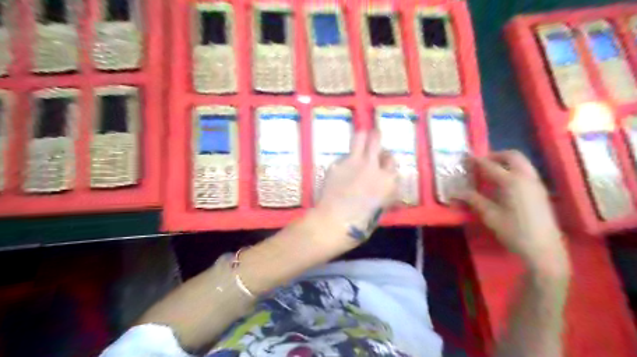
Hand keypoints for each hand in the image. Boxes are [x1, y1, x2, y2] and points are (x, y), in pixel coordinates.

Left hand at [317, 131, 399, 231]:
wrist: (334, 221)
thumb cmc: (361, 223)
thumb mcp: (381, 208)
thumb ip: (385, 192)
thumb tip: (383, 183)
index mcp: (387, 180)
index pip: (391, 160)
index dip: (387, 159)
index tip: (383, 160)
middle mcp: (373, 166)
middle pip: (376, 140)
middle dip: (376, 137)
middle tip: (374, 137)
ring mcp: (353, 162)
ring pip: (360, 138)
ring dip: (361, 137)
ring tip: (360, 140)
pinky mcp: (337, 163)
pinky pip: (344, 156)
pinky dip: (345, 160)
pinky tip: (341, 171)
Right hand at [458, 151, 566, 272]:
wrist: (544, 250)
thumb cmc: (514, 231)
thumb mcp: (490, 215)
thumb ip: (473, 199)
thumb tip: (456, 191)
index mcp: (512, 182)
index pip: (490, 165)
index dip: (476, 161)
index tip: (465, 158)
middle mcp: (526, 177)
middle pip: (512, 156)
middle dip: (495, 155)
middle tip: (481, 163)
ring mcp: (536, 184)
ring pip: (522, 162)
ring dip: (505, 162)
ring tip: (491, 172)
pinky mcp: (540, 191)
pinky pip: (526, 171)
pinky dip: (514, 169)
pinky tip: (504, 184)